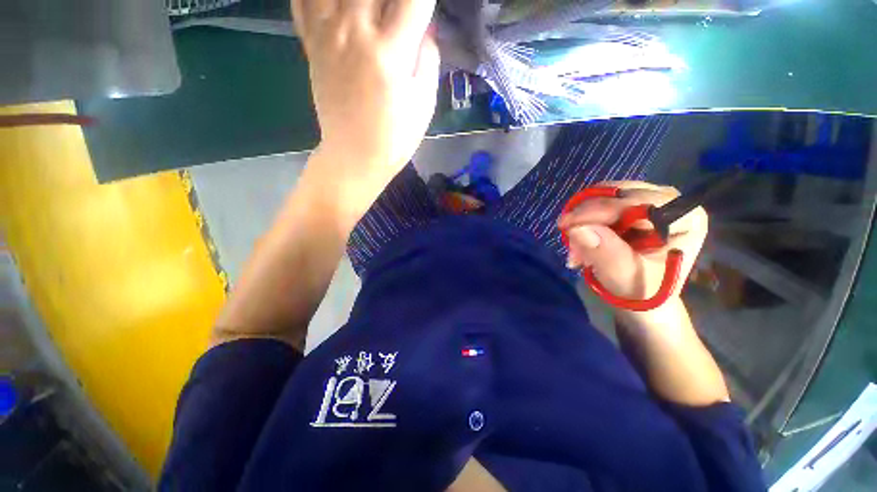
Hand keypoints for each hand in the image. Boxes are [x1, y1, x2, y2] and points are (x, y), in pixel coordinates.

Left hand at [292, 0, 439, 184]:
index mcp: (390, 53)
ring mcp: (327, 34)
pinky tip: (339, 6)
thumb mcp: (424, 104)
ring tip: (370, 9)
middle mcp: (355, 32)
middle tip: (399, 9)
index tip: (425, 7)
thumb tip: (424, 26)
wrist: (354, 156)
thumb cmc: (395, 138)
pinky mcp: (312, 43)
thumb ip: (427, 57)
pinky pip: (304, 0)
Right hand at [557, 181, 707, 326]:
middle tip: (568, 239)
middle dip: (587, 217)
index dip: (599, 210)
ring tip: (574, 247)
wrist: (642, 298)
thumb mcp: (624, 277)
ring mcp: (650, 201)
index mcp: (685, 219)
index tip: (567, 224)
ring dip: (582, 220)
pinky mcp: (631, 206)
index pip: (638, 201)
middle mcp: (671, 202)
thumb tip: (577, 228)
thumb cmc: (641, 292)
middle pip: (619, 195)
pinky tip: (579, 239)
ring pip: (604, 197)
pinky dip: (583, 220)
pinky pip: (598, 203)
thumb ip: (605, 252)